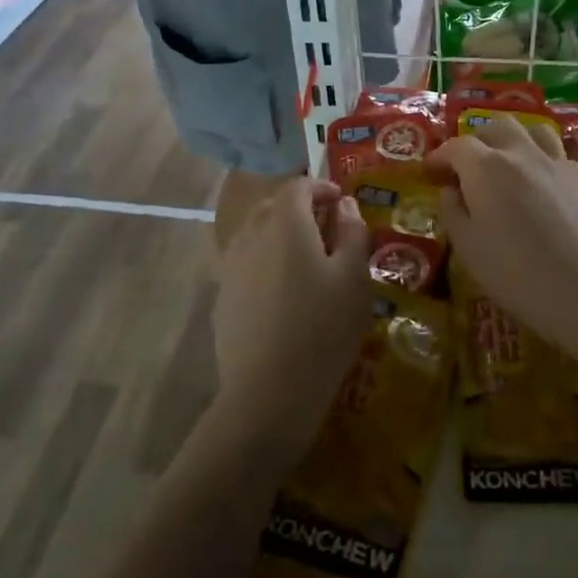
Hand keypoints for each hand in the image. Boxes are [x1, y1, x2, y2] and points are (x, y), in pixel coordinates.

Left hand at [211, 177, 371, 458]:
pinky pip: (246, 263)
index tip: (341, 202)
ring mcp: (231, 267)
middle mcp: (251, 235)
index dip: (320, 187)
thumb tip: (345, 206)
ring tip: (307, 260)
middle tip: (328, 228)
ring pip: (255, 234)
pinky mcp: (223, 297)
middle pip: (273, 207)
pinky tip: (284, 293)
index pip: (298, 186)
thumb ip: (353, 233)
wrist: (268, 391)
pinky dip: (266, 262)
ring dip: (280, 235)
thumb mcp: (354, 277)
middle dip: (300, 208)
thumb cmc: (323, 327)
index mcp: (285, 223)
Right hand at [429, 114, 577, 357]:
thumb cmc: (519, 275)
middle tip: (466, 167)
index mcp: (487, 168)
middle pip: (496, 128)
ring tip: (505, 163)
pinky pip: (555, 152)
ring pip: (531, 130)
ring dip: (512, 140)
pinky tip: (538, 182)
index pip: (457, 147)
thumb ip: (454, 213)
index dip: (440, 156)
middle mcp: (521, 154)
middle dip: (476, 141)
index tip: (430, 172)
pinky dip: (539, 156)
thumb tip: (450, 191)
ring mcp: (556, 162)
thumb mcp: (470, 250)